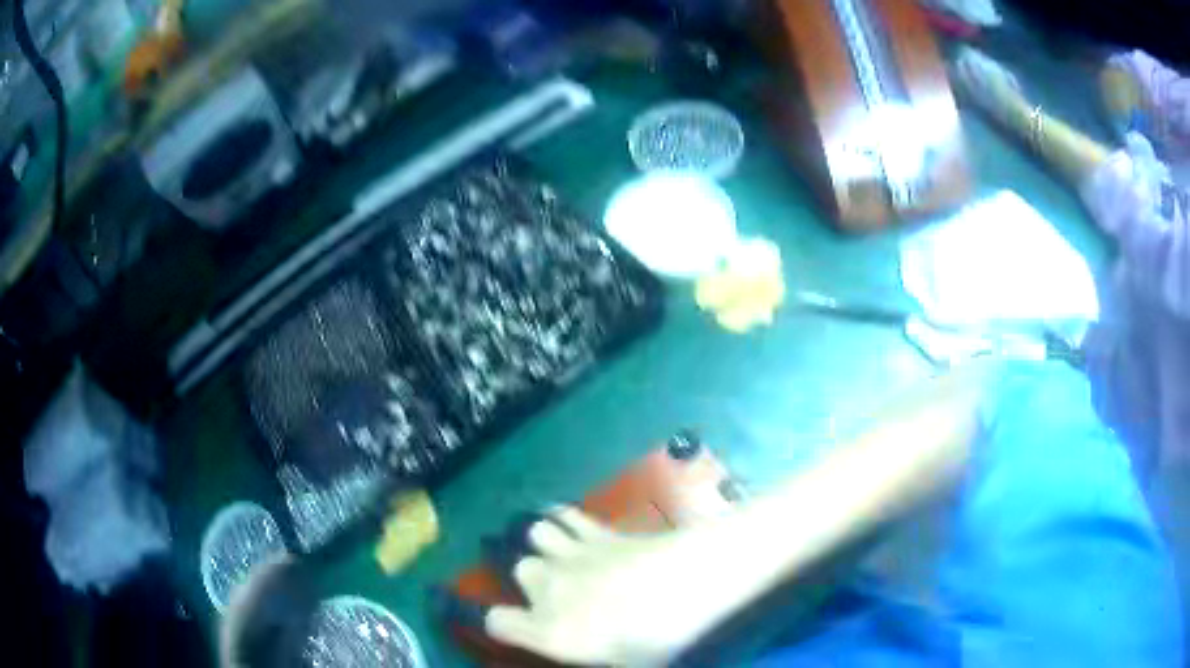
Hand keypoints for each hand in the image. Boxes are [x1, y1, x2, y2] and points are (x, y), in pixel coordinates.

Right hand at [480, 507, 698, 666]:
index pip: (497, 622)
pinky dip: (561, 516)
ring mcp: (571, 553)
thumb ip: (597, 657)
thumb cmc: (658, 636)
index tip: (513, 627)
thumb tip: (595, 649)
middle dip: (529, 580)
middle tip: (554, 592)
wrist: (691, 582)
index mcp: (550, 629)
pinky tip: (568, 522)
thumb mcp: (626, 664)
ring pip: (533, 534)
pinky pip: (565, 514)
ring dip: (541, 543)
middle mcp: (549, 588)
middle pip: (517, 570)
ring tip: (556, 552)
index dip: (499, 624)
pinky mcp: (598, 531)